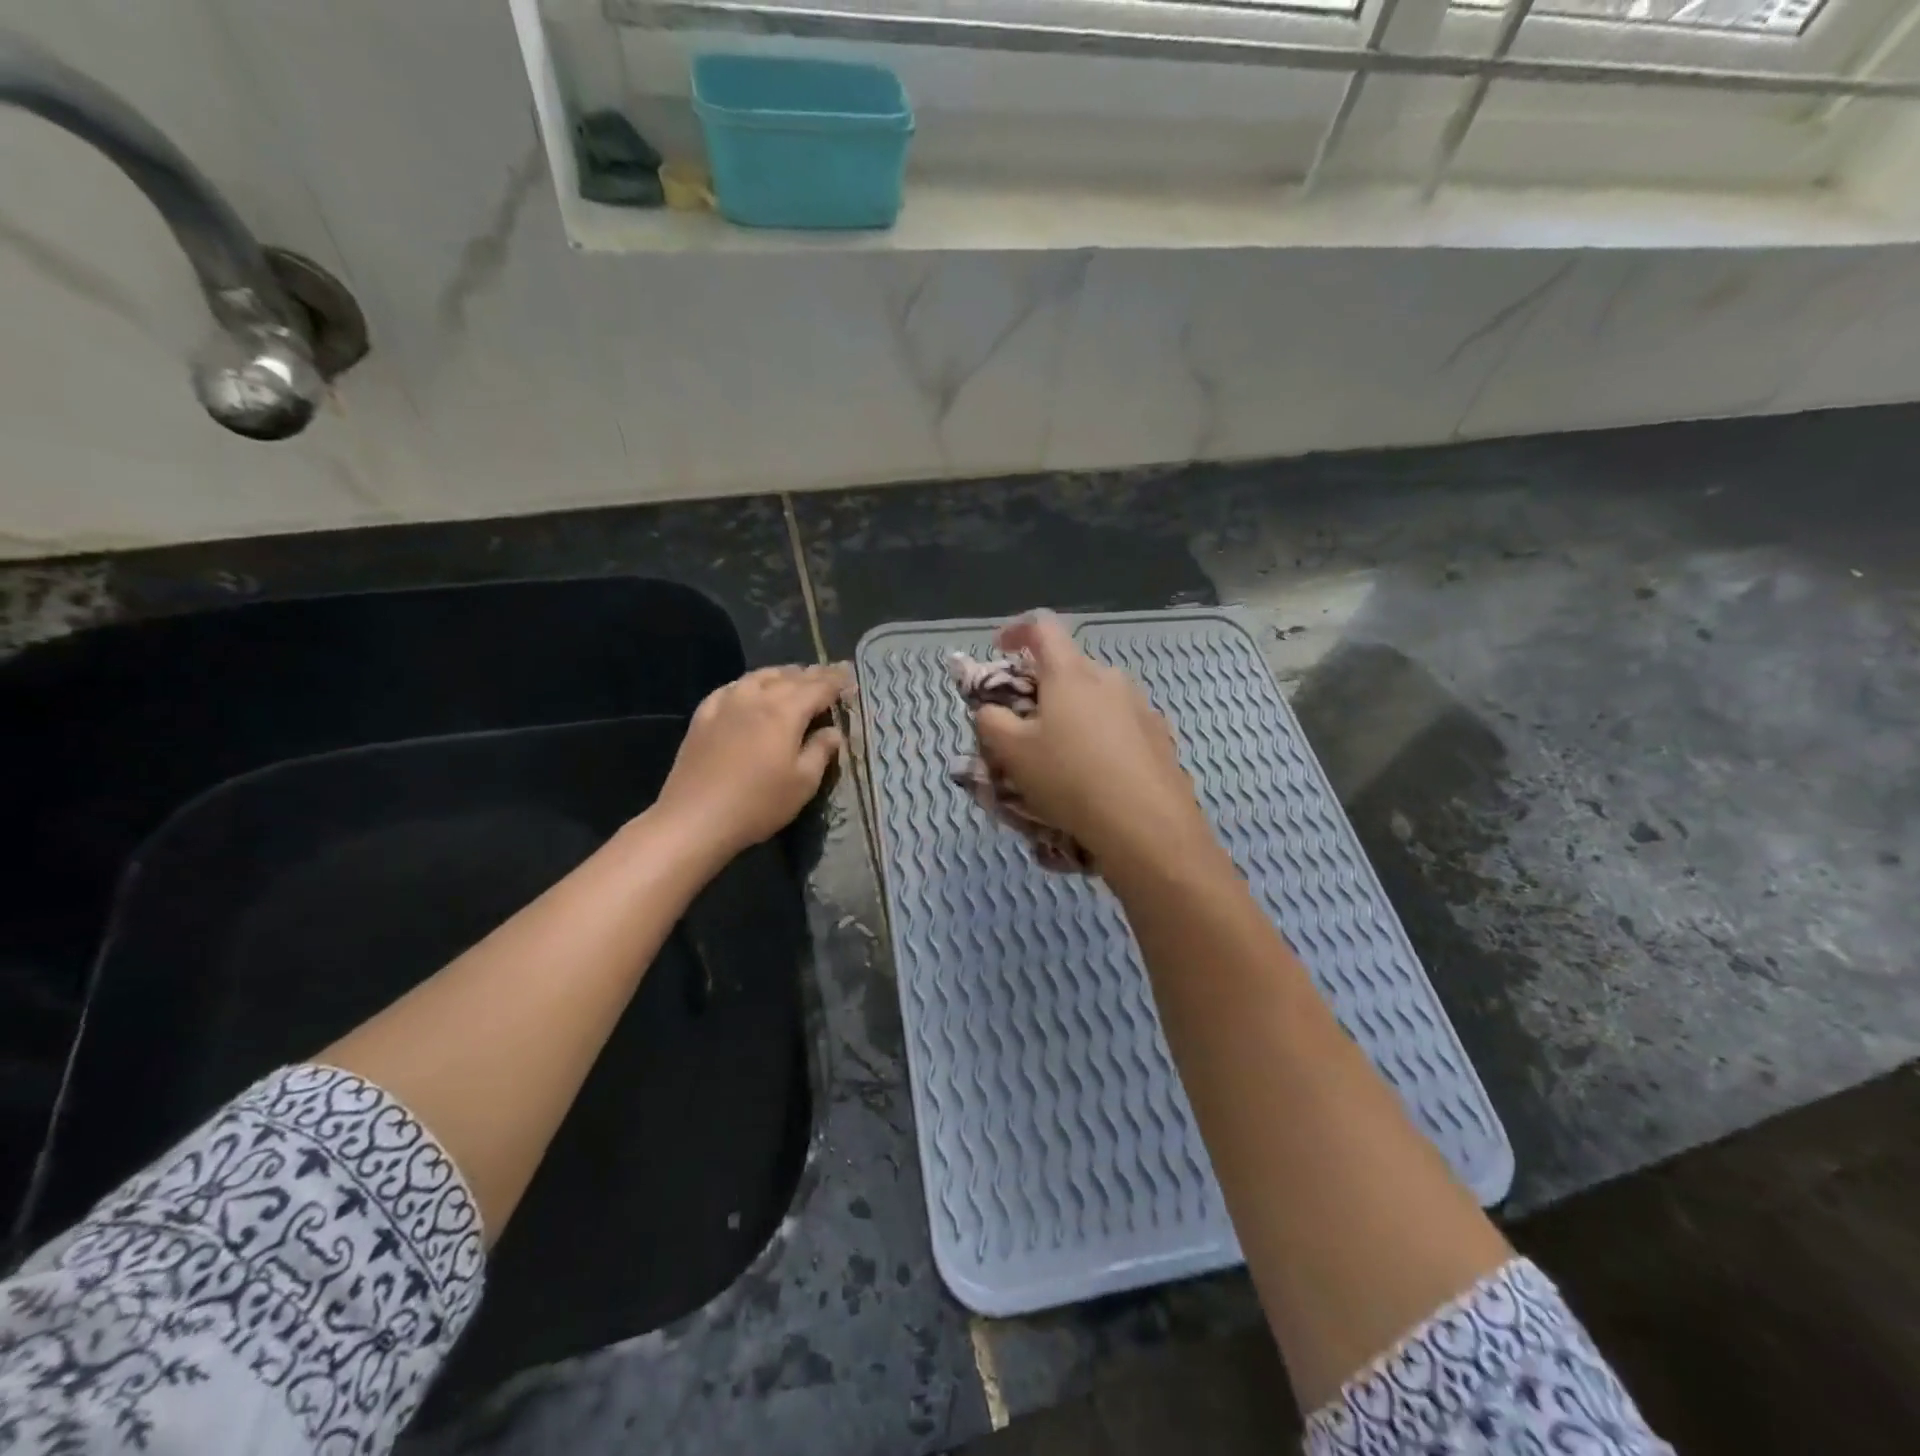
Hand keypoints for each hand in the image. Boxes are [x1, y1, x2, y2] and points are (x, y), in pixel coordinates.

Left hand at [654, 664, 848, 863]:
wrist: (695, 818)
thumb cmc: (758, 803)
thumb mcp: (803, 783)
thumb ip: (821, 751)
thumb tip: (833, 731)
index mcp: (785, 712)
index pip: (818, 687)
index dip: (836, 681)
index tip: (850, 676)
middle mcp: (756, 698)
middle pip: (790, 677)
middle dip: (813, 674)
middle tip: (829, 673)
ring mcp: (726, 703)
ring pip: (759, 677)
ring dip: (782, 674)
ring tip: (794, 676)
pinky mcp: (703, 715)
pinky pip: (731, 688)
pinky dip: (750, 683)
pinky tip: (749, 689)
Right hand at [974, 613, 1212, 873]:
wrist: (1147, 825)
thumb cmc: (1070, 779)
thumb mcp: (1012, 753)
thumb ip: (991, 721)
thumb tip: (989, 709)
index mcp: (1070, 673)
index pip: (1042, 627)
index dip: (1016, 631)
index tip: (999, 650)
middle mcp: (1109, 678)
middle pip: (1070, 667)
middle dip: (1044, 687)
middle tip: (1026, 725)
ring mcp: (1141, 706)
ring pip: (1097, 698)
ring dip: (1075, 715)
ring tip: (1063, 757)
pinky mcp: (1160, 736)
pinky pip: (1121, 725)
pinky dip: (1102, 738)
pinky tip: (1098, 775)